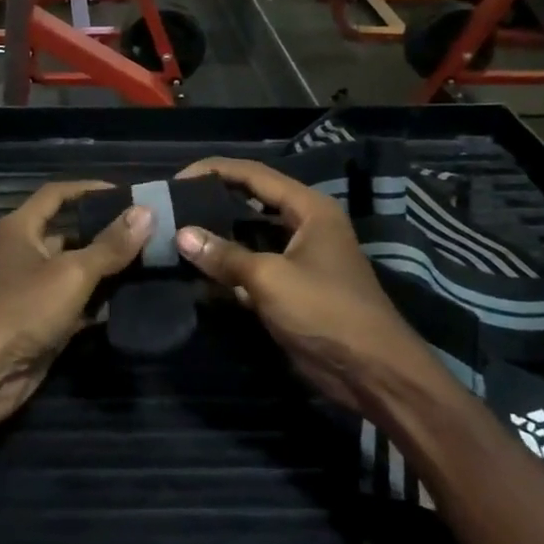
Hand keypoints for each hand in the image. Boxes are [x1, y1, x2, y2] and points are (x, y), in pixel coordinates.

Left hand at [0, 182, 150, 454]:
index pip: (57, 194)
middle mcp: (24, 253)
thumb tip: (147, 212)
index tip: (127, 193)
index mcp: (21, 228)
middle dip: (107, 233)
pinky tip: (135, 301)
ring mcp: (33, 289)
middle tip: (151, 232)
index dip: (89, 189)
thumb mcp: (71, 273)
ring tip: (152, 263)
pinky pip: (77, 303)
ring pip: (77, 271)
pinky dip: (101, 302)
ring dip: (108, 270)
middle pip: (71, 233)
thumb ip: (110, 245)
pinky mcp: (42, 321)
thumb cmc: (22, 310)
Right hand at [172, 158, 448, 412]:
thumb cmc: (326, 312)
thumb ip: (225, 255)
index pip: (254, 175)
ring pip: (249, 237)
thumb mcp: (270, 279)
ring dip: (218, 237)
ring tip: (176, 233)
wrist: (372, 372)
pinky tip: (197, 271)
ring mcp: (298, 258)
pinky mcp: (291, 288)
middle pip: (251, 202)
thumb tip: (181, 235)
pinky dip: (228, 268)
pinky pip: (252, 267)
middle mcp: (305, 225)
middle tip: (172, 206)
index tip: (177, 179)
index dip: (214, 171)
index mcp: (309, 209)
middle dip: (213, 202)